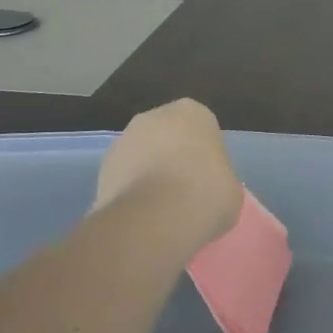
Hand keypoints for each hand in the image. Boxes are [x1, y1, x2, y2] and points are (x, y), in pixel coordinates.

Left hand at [96, 99, 242, 247]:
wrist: (153, 220)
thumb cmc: (205, 195)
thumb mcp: (230, 188)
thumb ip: (217, 177)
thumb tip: (204, 188)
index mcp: (193, 113)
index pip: (201, 128)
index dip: (204, 154)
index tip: (207, 179)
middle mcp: (154, 116)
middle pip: (167, 136)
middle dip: (173, 158)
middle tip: (185, 192)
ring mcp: (124, 140)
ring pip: (142, 155)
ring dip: (148, 174)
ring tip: (160, 210)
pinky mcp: (102, 168)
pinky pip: (124, 177)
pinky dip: (130, 192)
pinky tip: (141, 216)